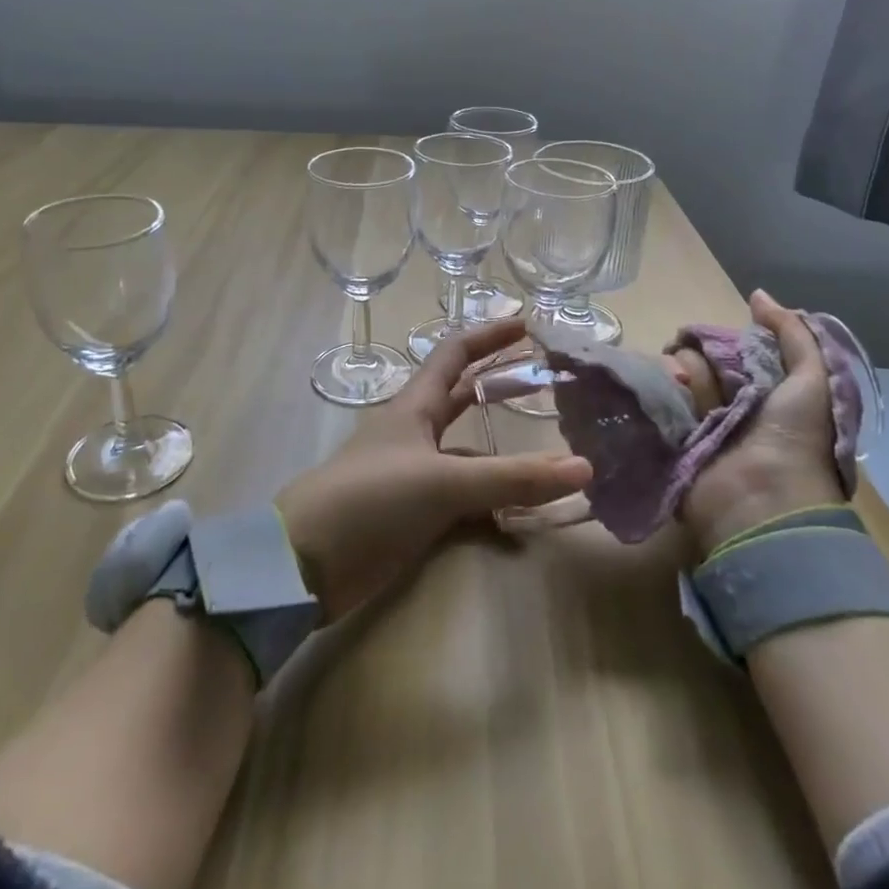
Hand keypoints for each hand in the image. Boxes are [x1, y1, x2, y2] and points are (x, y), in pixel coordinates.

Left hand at [276, 319, 592, 620]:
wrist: (304, 563)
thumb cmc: (370, 500)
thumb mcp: (443, 482)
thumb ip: (512, 478)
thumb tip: (584, 468)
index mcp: (414, 407)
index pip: (454, 354)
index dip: (489, 336)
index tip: (527, 325)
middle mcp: (414, 433)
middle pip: (462, 398)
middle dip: (501, 386)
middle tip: (546, 381)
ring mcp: (412, 475)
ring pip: (468, 455)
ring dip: (503, 456)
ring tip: (550, 459)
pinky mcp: (411, 515)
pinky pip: (462, 502)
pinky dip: (491, 508)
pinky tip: (520, 525)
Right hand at [678, 290, 844, 558]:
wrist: (762, 501)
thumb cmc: (794, 438)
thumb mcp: (812, 380)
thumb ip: (792, 334)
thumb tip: (757, 295)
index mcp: (765, 392)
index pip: (732, 351)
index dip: (721, 340)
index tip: (708, 337)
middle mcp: (731, 406)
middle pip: (701, 362)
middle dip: (695, 356)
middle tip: (689, 362)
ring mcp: (700, 426)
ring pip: (678, 380)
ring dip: (680, 376)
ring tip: (680, 383)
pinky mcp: (674, 443)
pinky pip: (660, 406)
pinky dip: (659, 395)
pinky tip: (662, 390)